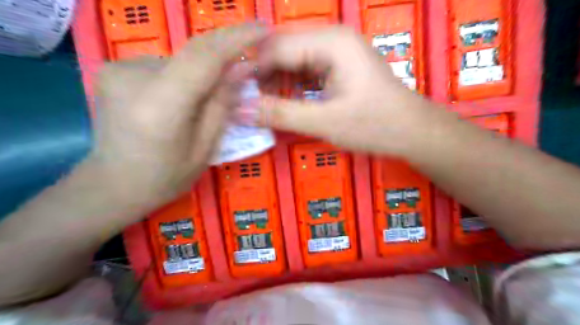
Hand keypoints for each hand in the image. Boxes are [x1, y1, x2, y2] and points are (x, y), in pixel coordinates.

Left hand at [89, 25, 266, 207]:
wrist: (112, 184)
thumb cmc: (165, 177)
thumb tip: (241, 69)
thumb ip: (222, 105)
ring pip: (179, 61)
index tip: (263, 29)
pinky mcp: (112, 68)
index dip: (237, 38)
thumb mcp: (205, 149)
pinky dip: (182, 77)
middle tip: (245, 69)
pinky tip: (180, 100)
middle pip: (192, 55)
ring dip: (201, 74)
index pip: (204, 57)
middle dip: (224, 57)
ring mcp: (117, 69)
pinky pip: (164, 65)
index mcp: (161, 106)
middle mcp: (132, 77)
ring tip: (204, 101)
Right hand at [256, 27, 432, 155]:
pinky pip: (306, 70)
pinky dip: (292, 85)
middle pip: (283, 50)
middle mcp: (332, 39)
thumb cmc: (375, 125)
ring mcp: (337, 52)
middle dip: (262, 75)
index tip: (234, 94)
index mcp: (331, 43)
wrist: (412, 132)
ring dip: (276, 81)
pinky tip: (283, 100)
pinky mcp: (339, 67)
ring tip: (261, 104)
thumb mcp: (325, 122)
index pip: (276, 48)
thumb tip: (241, 111)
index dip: (252, 70)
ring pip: (293, 60)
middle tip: (246, 101)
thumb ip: (282, 114)